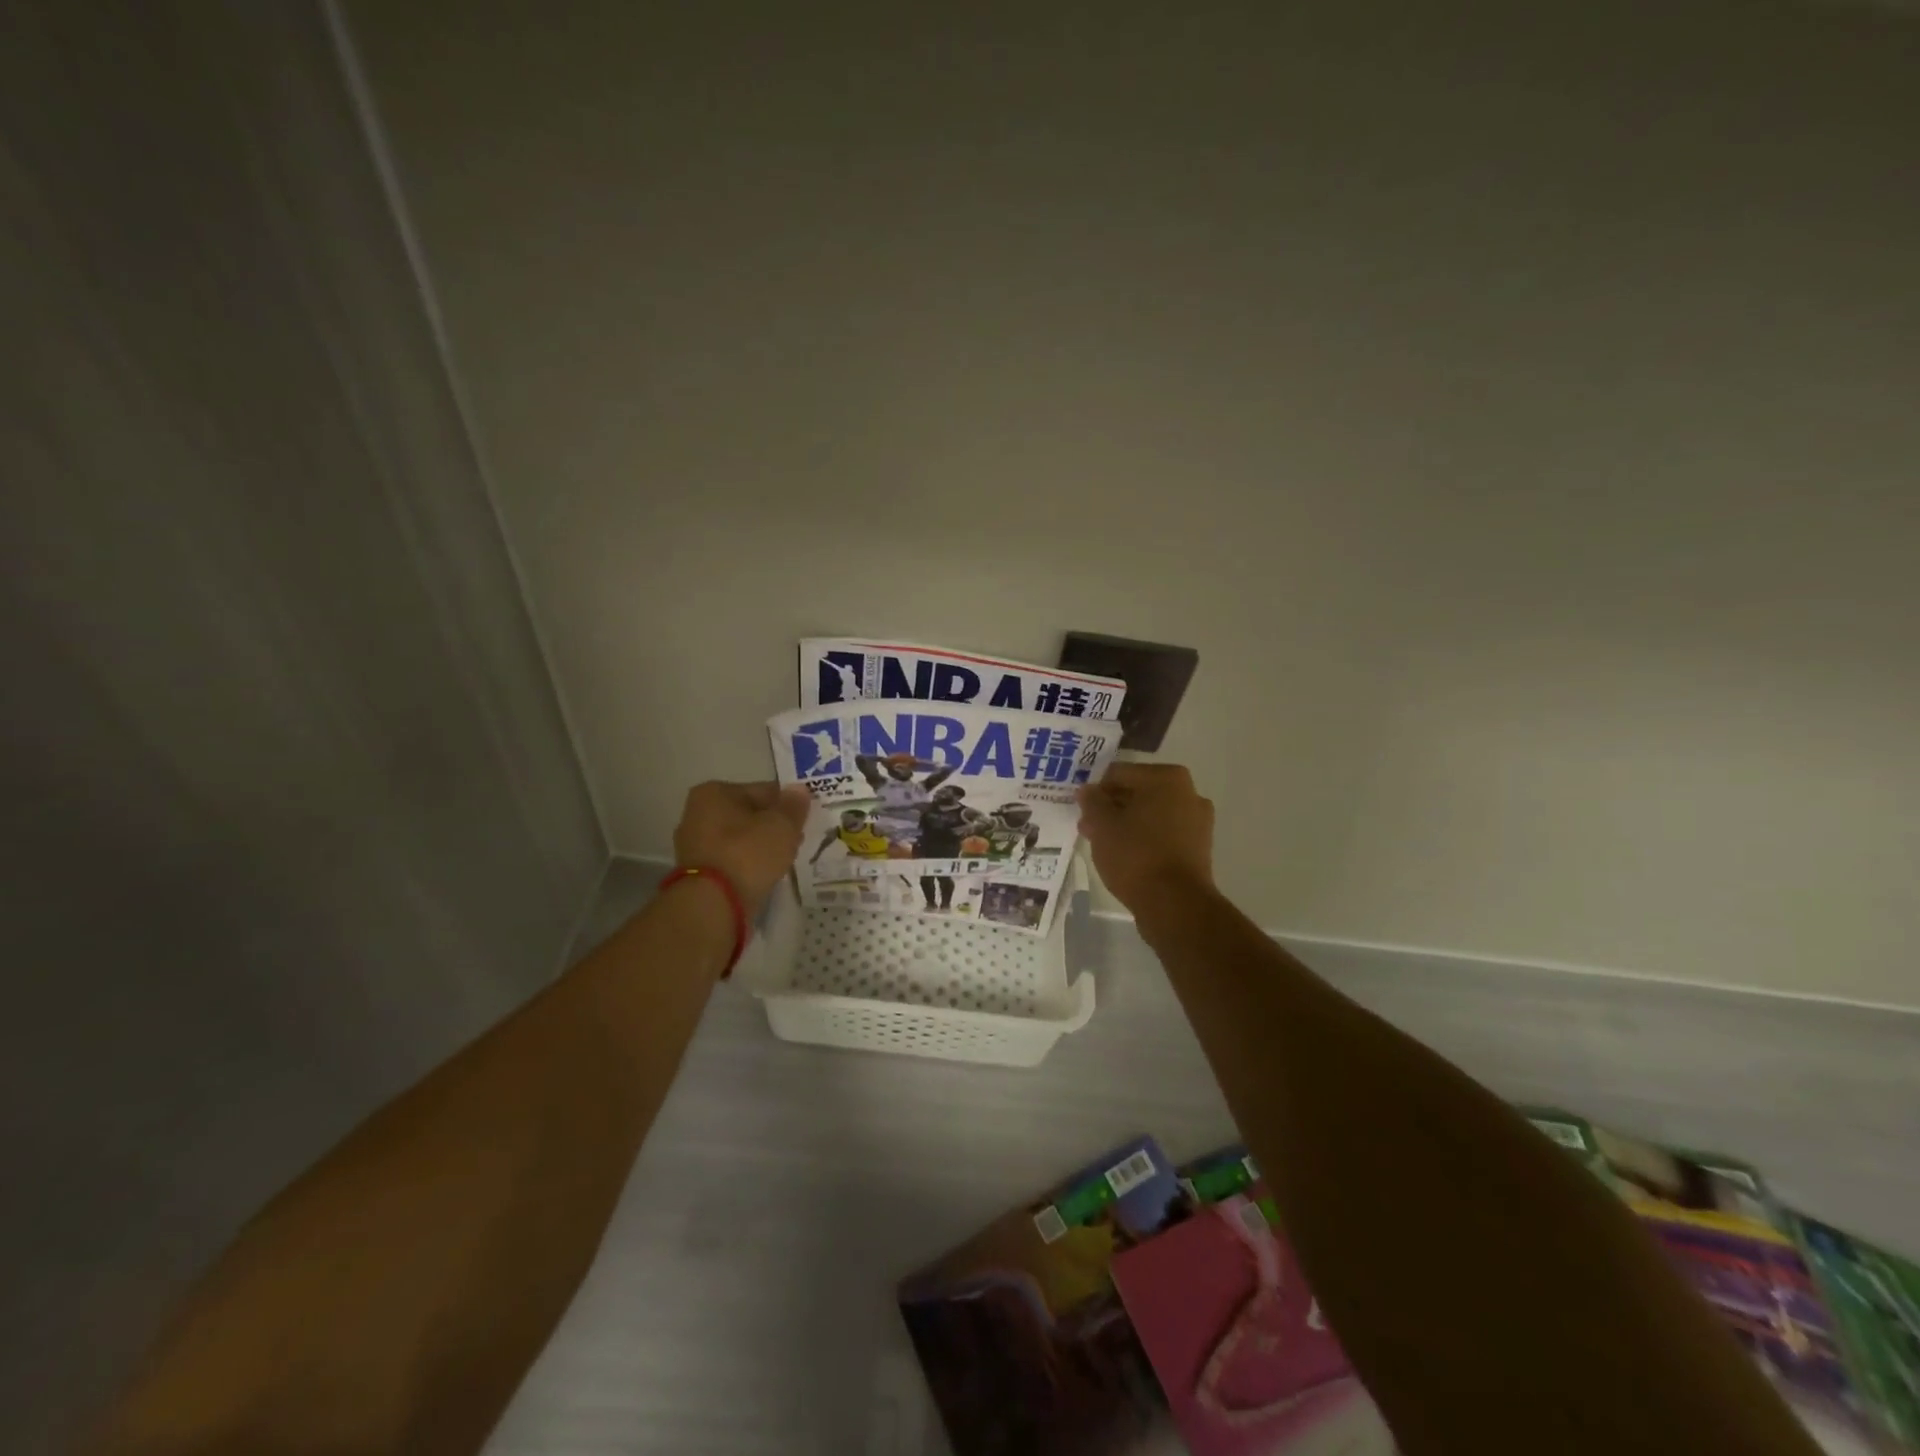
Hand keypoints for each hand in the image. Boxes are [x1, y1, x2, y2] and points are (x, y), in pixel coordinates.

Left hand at [673, 781, 811, 914]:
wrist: (713, 905)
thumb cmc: (747, 854)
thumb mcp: (781, 825)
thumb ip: (793, 806)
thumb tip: (799, 790)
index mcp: (714, 793)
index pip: (762, 790)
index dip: (787, 803)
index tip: (805, 818)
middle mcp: (697, 814)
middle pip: (749, 814)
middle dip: (773, 825)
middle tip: (798, 840)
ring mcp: (694, 845)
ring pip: (740, 839)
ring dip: (761, 846)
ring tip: (785, 859)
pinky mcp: (697, 873)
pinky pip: (732, 860)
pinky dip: (748, 864)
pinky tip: (765, 873)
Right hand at [1075, 763, 1215, 912]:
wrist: (1175, 904)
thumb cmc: (1135, 854)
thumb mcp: (1102, 825)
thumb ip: (1092, 802)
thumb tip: (1088, 790)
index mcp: (1167, 778)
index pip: (1119, 773)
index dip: (1096, 790)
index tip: (1082, 810)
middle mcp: (1188, 792)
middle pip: (1138, 793)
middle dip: (1111, 807)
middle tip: (1089, 827)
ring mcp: (1198, 821)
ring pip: (1151, 814)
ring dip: (1126, 823)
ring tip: (1104, 844)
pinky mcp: (1199, 848)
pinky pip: (1164, 834)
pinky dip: (1145, 839)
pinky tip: (1126, 856)